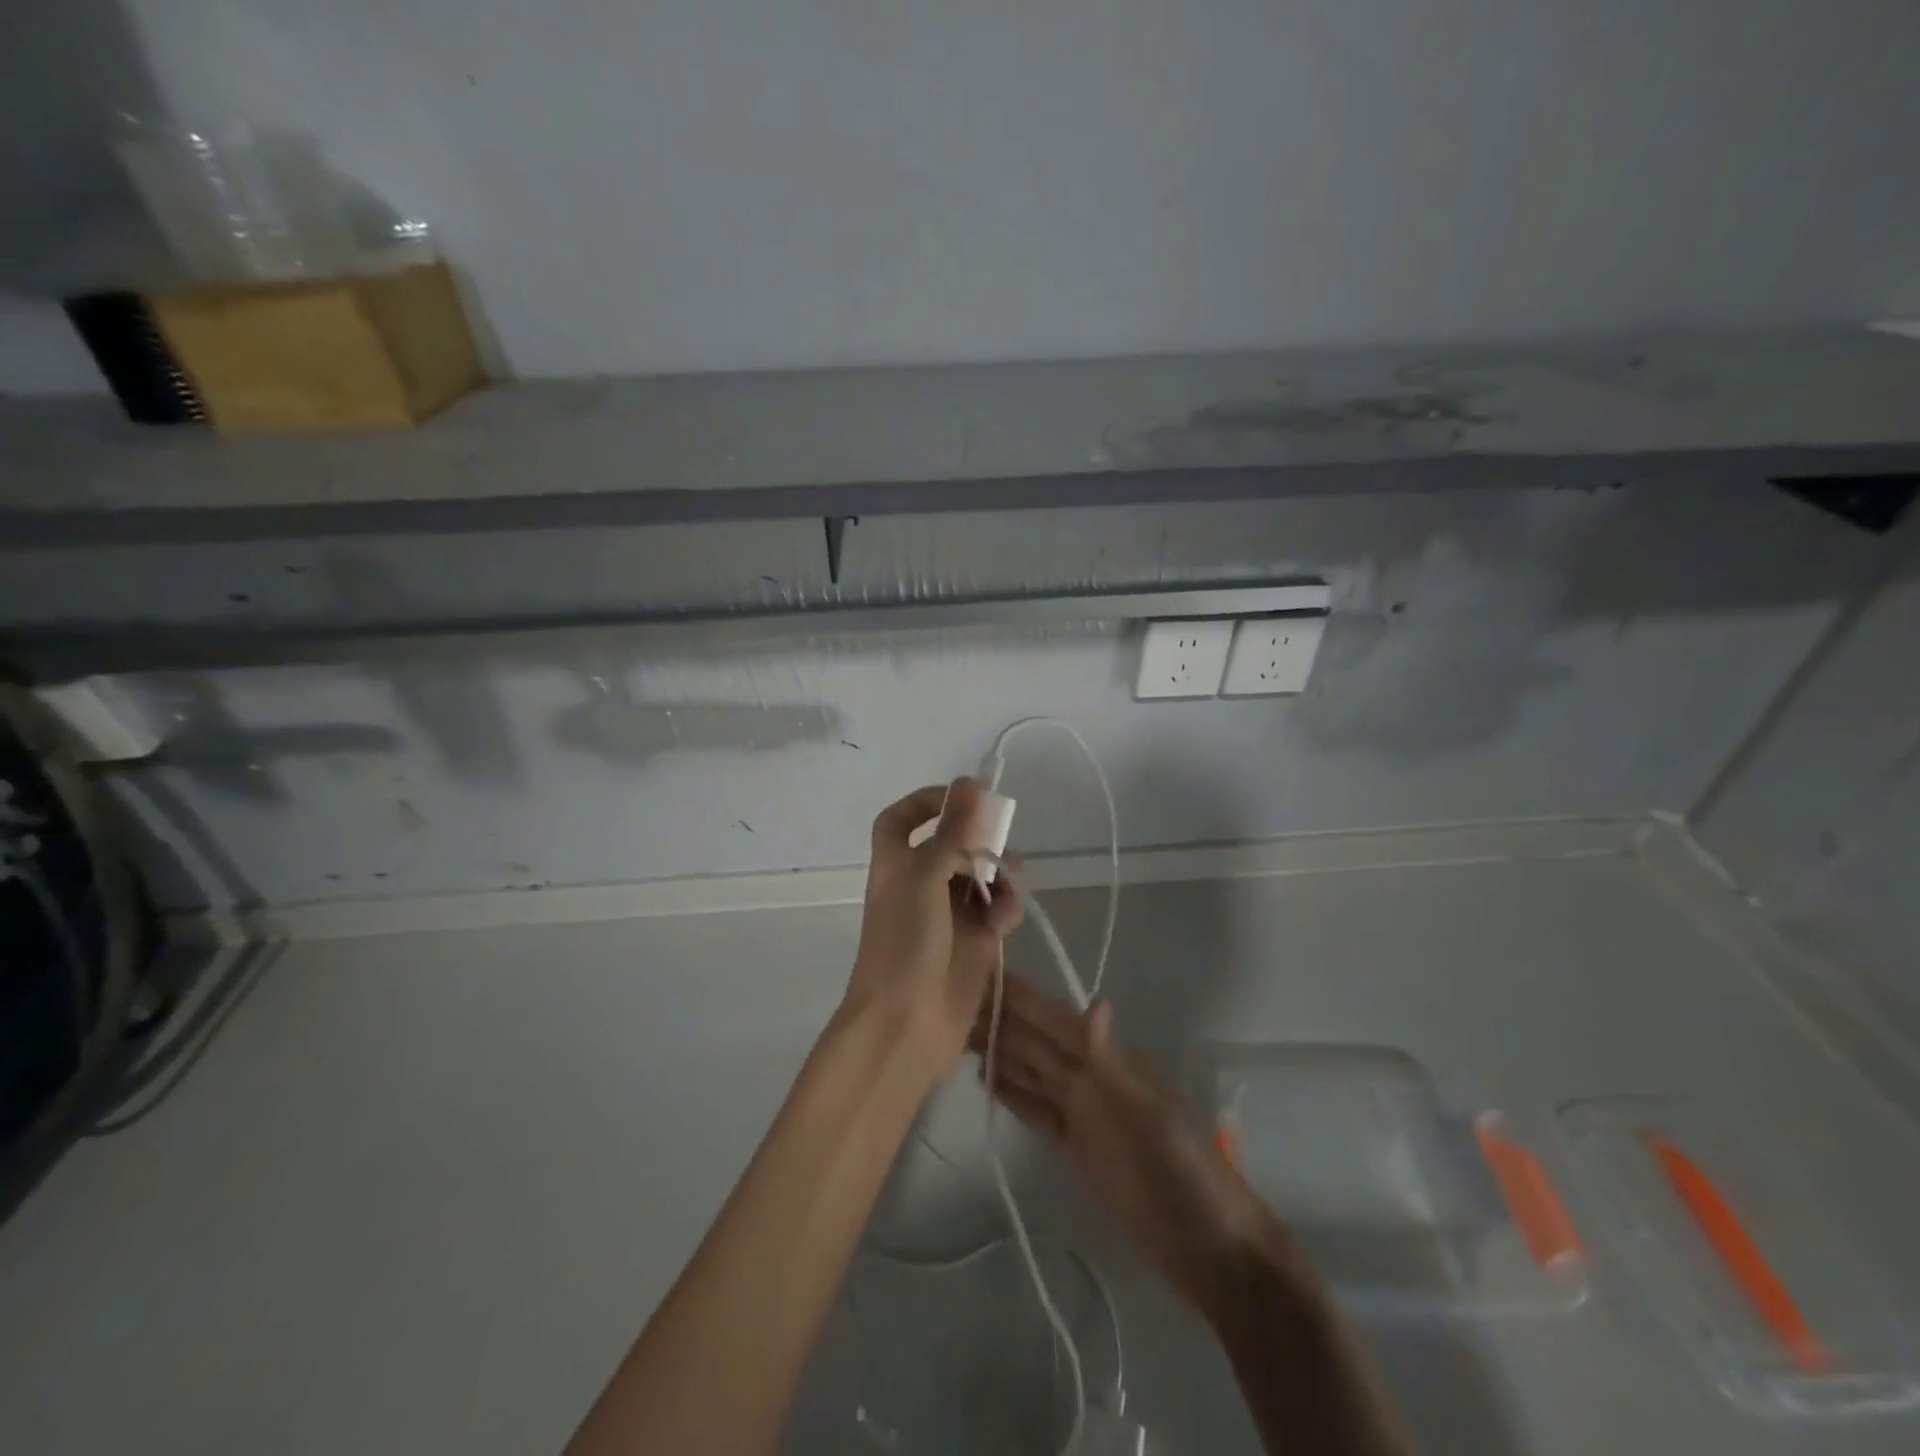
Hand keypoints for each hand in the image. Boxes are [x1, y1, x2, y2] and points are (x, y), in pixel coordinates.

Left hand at [844, 778, 1024, 1079]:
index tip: (962, 798)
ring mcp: (950, 913)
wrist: (905, 1024)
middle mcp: (922, 883)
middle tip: (1002, 845)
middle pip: (955, 845)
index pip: (901, 821)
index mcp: (896, 865)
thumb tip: (969, 782)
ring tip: (1008, 887)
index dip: (925, 803)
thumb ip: (952, 833)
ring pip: (983, 876)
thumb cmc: (904, 944)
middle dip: (981, 841)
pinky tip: (1005, 923)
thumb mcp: (924, 879)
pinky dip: (1006, 909)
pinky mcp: (976, 941)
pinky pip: (998, 910)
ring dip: (1000, 875)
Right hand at [970, 976, 1277, 1315]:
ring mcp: (1080, 1112)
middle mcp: (1088, 1077)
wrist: (1208, 1245)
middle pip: (1034, 1041)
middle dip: (997, 1018)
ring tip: (954, 1030)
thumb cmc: (1186, 1170)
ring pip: (1029, 1070)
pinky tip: (984, 1076)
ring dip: (997, 1049)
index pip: (1053, 1019)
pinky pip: (1034, 1109)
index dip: (1020, 996)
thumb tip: (1094, 1001)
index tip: (981, 969)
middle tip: (948, 997)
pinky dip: (1010, 1091)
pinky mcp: (1072, 1147)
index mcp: (1108, 1061)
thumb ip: (1112, 1063)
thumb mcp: (1152, 1114)